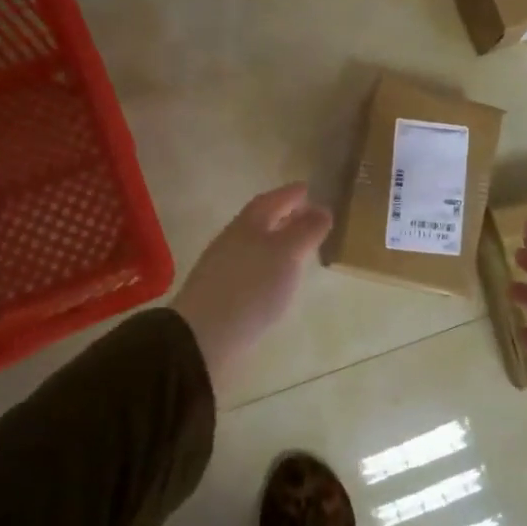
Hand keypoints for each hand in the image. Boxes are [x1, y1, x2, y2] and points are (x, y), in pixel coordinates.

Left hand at [174, 183, 332, 388]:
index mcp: (248, 224)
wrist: (203, 336)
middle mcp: (233, 240)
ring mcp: (223, 267)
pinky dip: (267, 265)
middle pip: (259, 221)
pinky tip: (276, 280)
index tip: (307, 189)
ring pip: (254, 244)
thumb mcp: (286, 254)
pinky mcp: (222, 293)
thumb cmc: (250, 287)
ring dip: (275, 242)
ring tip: (298, 249)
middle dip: (283, 216)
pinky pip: (250, 267)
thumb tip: (322, 209)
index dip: (289, 194)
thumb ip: (305, 231)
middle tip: (307, 217)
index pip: (271, 200)